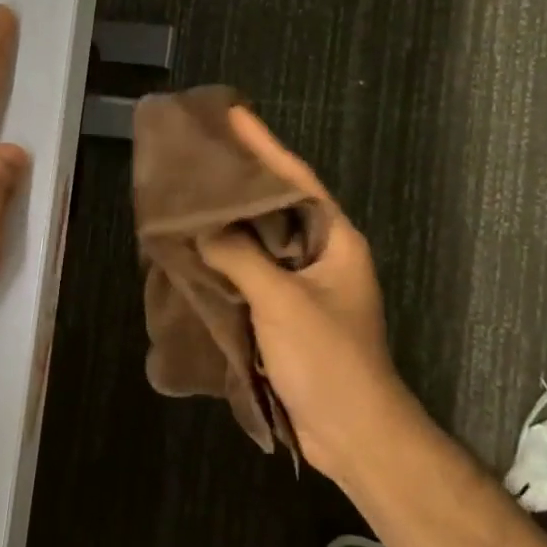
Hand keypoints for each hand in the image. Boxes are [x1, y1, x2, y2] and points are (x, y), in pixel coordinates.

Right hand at [199, 108, 408, 482]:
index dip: (266, 145)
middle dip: (244, 181)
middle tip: (204, 154)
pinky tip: (199, 252)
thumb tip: (204, 231)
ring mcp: (307, 286)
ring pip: (264, 242)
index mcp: (336, 241)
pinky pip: (256, 274)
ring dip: (232, 223)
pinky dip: (229, 261)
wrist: (352, 432)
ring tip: (194, 196)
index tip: (236, 114)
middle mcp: (323, 256)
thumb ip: (241, 258)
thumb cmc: (328, 358)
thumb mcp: (283, 301)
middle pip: (279, 206)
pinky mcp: (290, 314)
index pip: (298, 179)